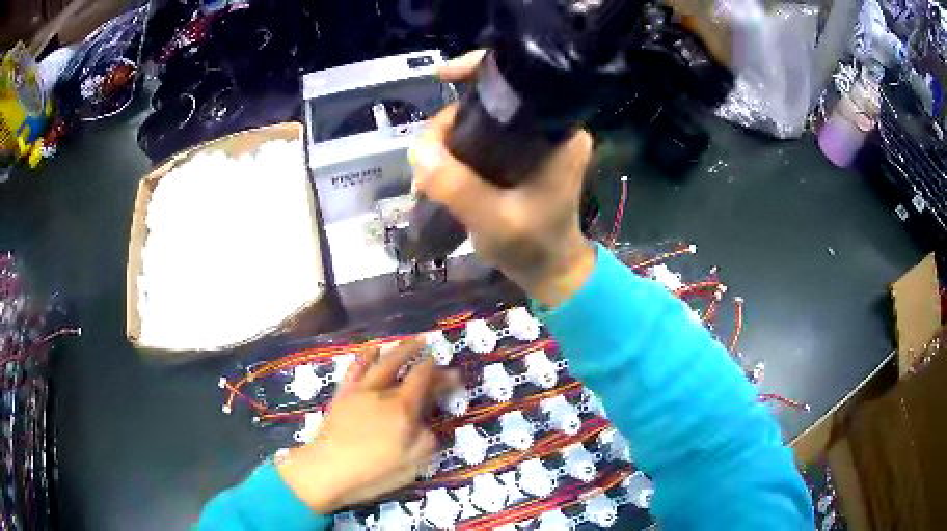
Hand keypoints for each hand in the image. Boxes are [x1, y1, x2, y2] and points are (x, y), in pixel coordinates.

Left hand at [276, 340, 446, 512]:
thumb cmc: (373, 471)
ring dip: (397, 349)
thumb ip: (427, 439)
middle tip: (429, 345)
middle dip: (419, 353)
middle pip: (404, 366)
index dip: (441, 374)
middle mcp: (382, 392)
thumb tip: (427, 425)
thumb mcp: (412, 463)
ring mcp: (360, 390)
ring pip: (380, 362)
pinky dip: (365, 356)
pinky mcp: (342, 394)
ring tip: (408, 341)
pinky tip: (371, 350)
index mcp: (402, 408)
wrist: (327, 469)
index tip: (453, 373)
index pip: (425, 381)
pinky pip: (355, 368)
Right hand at [410, 50, 596, 307]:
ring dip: (449, 137)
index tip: (442, 76)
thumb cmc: (532, 246)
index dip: (478, 69)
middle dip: (451, 119)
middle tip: (427, 155)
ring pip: (481, 118)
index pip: (521, 80)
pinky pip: (482, 136)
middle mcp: (552, 127)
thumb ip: (454, 184)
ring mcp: (536, 140)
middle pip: (491, 98)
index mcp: (560, 133)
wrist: (549, 271)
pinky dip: (458, 147)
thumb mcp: (492, 219)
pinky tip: (440, 168)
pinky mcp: (523, 154)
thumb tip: (417, 148)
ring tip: (429, 169)